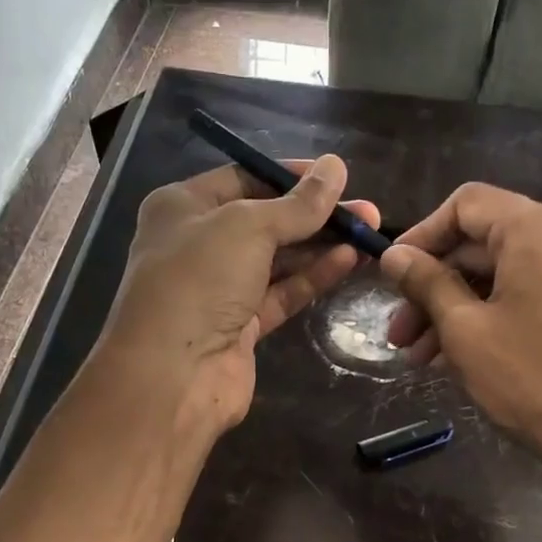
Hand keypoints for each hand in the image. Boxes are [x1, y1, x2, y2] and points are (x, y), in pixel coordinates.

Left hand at [94, 154, 377, 435]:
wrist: (173, 374)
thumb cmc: (199, 281)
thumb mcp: (248, 227)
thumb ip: (297, 204)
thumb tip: (336, 166)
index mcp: (183, 207)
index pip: (244, 179)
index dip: (291, 176)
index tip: (336, 176)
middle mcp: (198, 244)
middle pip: (265, 221)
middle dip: (314, 215)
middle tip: (365, 211)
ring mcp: (219, 289)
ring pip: (277, 260)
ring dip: (320, 246)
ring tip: (368, 234)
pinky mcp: (241, 326)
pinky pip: (281, 293)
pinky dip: (312, 277)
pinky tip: (348, 261)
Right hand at [380, 183, 541, 541]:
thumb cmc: (534, 382)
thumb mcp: (466, 331)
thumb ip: (427, 283)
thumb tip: (395, 255)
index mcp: (540, 230)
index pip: (466, 204)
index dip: (420, 235)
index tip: (391, 275)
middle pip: (485, 245)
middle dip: (434, 287)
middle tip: (399, 335)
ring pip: (507, 278)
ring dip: (459, 310)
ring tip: (423, 359)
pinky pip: (534, 298)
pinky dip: (495, 319)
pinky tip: (467, 359)